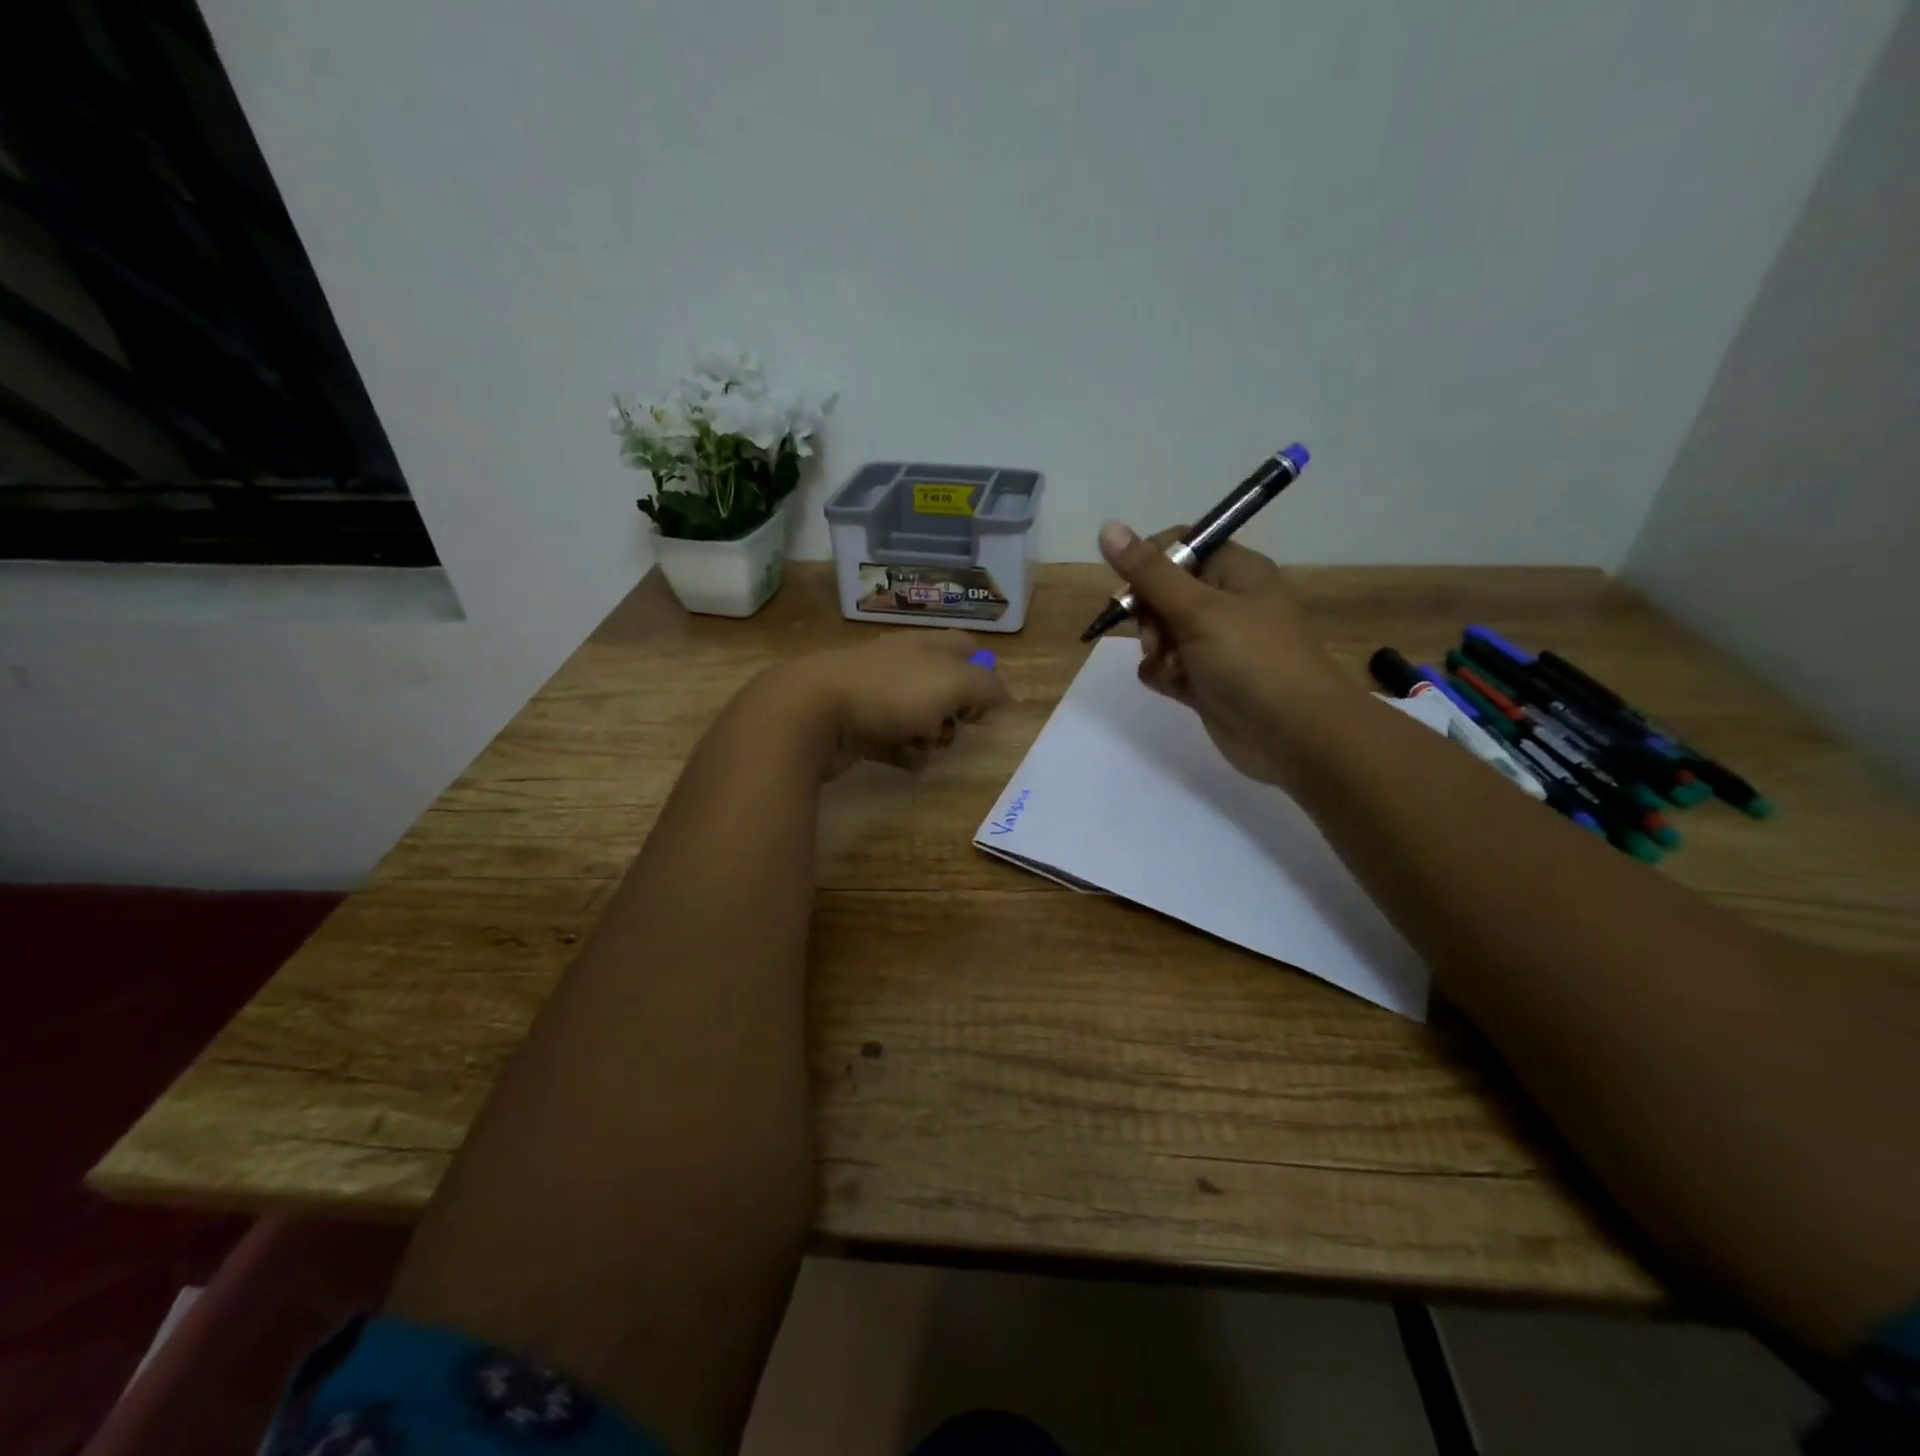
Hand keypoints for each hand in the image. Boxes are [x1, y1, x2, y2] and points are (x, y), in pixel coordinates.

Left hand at [762, 631, 1009, 778]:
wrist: (813, 711)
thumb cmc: (891, 691)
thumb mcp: (952, 683)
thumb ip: (986, 687)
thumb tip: (1007, 697)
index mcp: (925, 645)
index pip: (965, 647)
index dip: (984, 673)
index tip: (988, 704)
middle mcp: (901, 664)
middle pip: (943, 687)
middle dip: (957, 712)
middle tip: (956, 728)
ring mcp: (875, 695)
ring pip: (919, 716)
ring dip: (932, 736)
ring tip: (929, 747)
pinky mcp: (857, 726)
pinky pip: (892, 741)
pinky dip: (904, 753)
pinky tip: (909, 762)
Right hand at [1097, 520, 1360, 787]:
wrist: (1296, 736)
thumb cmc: (1252, 660)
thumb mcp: (1198, 610)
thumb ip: (1150, 573)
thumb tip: (1108, 527)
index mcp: (1235, 572)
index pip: (1181, 546)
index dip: (1149, 563)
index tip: (1132, 589)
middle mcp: (1226, 603)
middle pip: (1164, 591)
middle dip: (1148, 614)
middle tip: (1155, 637)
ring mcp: (1216, 644)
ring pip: (1162, 631)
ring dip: (1153, 647)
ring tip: (1168, 667)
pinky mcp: (1207, 680)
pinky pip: (1168, 666)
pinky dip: (1162, 673)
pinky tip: (1171, 685)